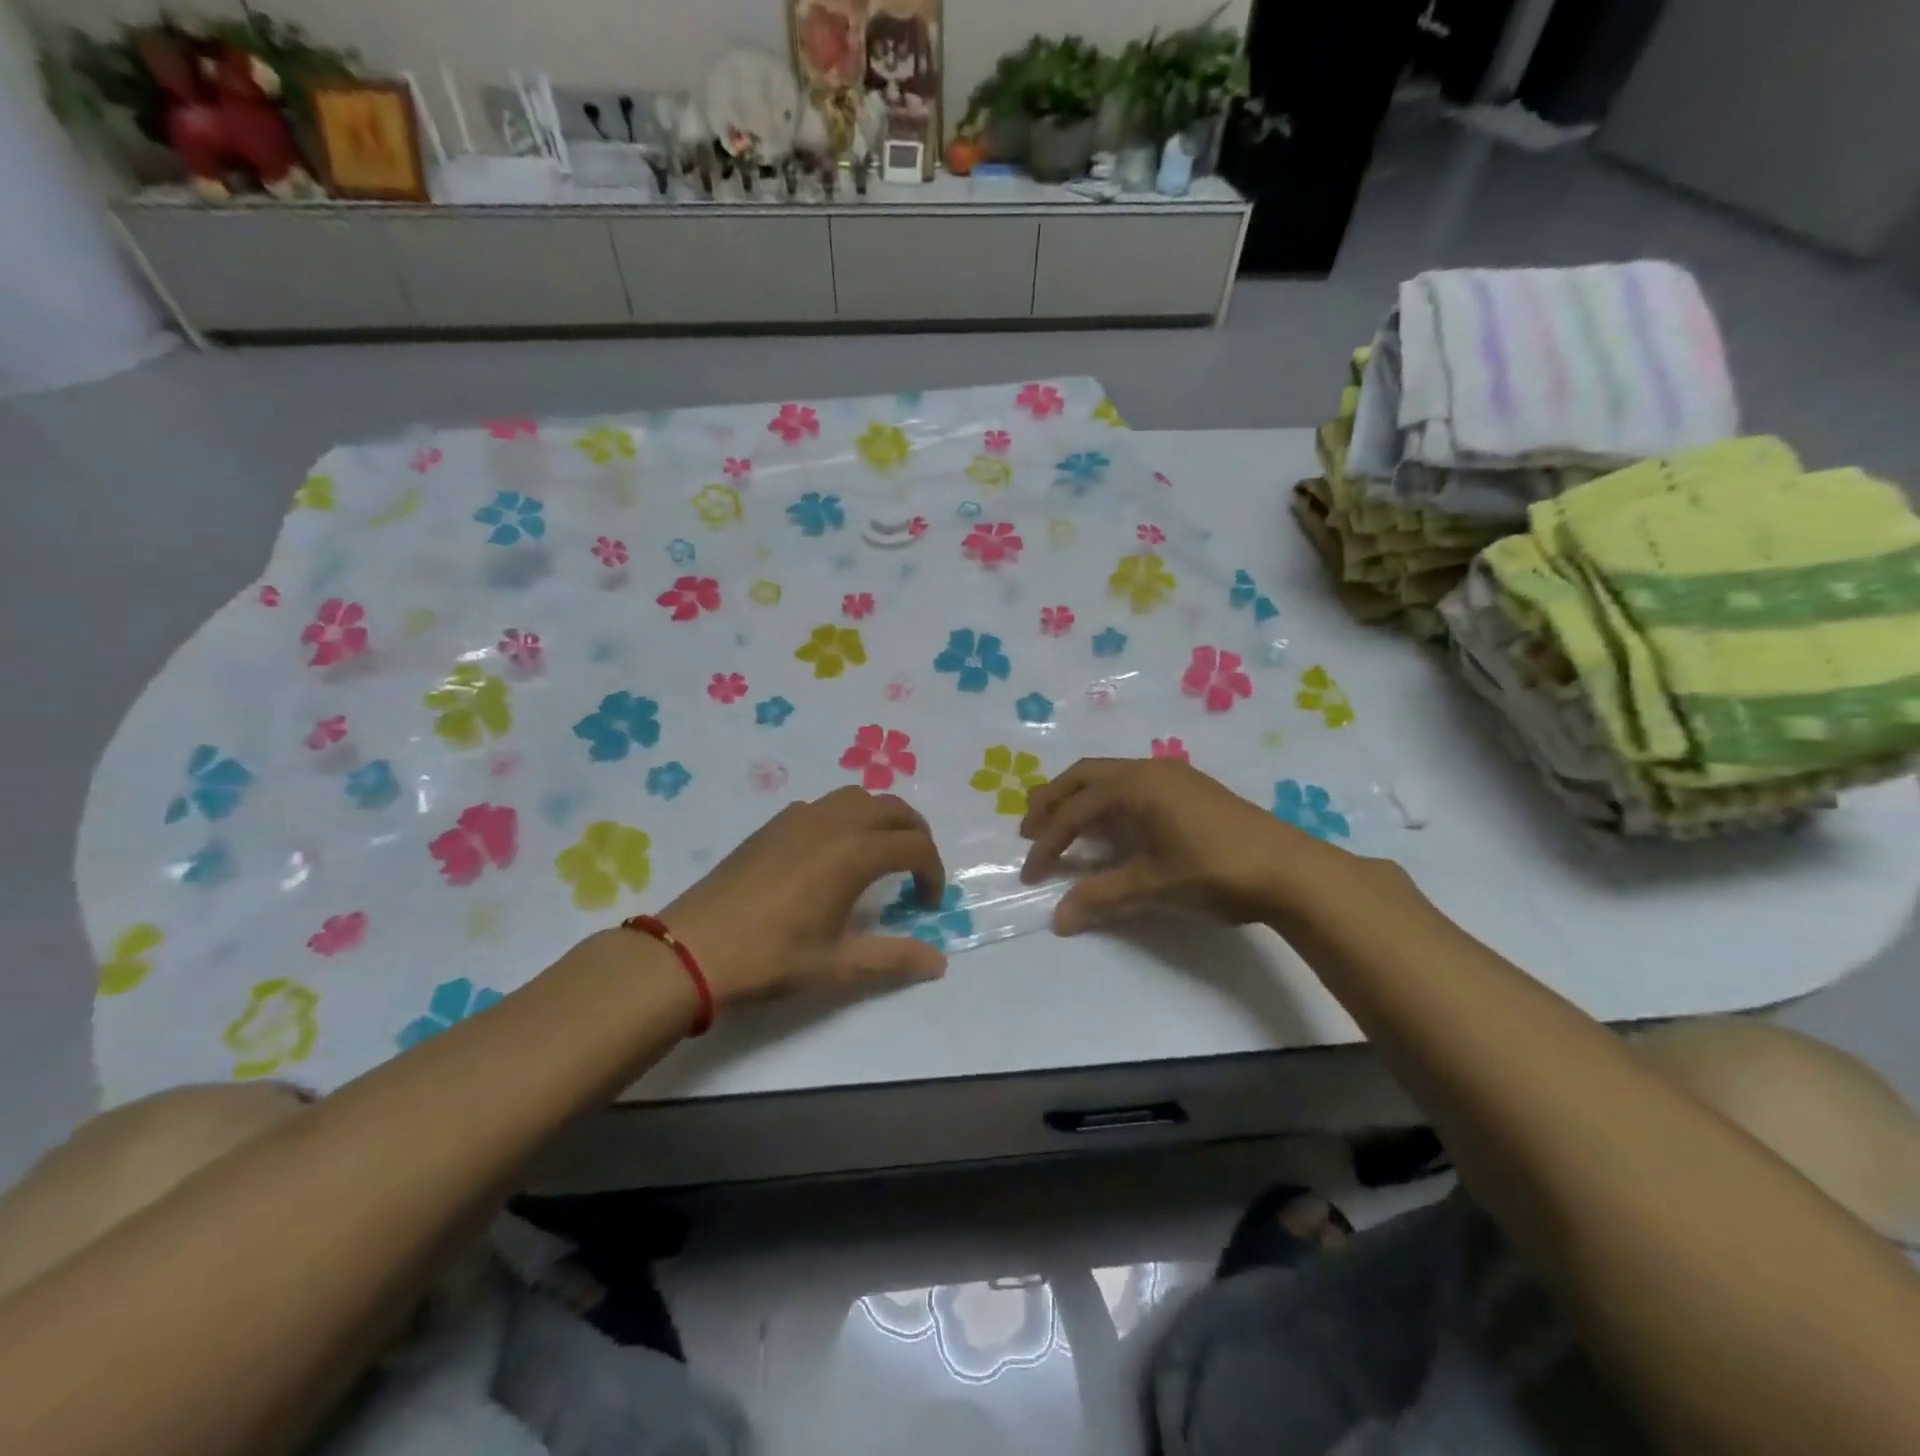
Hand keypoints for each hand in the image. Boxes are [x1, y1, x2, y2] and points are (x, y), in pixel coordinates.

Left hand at [659, 787, 947, 1006]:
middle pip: (892, 808)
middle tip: (917, 870)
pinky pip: (825, 804)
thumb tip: (939, 962)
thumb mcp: (838, 966)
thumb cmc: (770, 958)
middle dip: (915, 834)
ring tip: (881, 853)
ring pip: (857, 797)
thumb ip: (894, 959)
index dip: (932, 872)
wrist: (692, 949)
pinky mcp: (773, 824)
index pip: (914, 846)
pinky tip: (833, 853)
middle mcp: (832, 823)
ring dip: (882, 818)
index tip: (928, 905)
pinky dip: (846, 816)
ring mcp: (799, 818)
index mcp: (853, 853)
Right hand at [1019, 757, 1350, 934]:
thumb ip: (1102, 897)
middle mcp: (1148, 770)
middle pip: (1084, 776)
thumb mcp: (1153, 886)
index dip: (1047, 842)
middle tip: (1029, 829)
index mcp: (1134, 785)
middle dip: (1052, 800)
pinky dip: (1108, 799)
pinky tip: (1112, 825)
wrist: (1290, 870)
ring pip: (1110, 776)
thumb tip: (1058, 918)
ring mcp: (1173, 775)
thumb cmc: (1214, 871)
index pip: (1074, 811)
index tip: (1031, 874)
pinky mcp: (1191, 788)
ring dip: (1080, 796)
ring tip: (1062, 823)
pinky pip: (1133, 783)